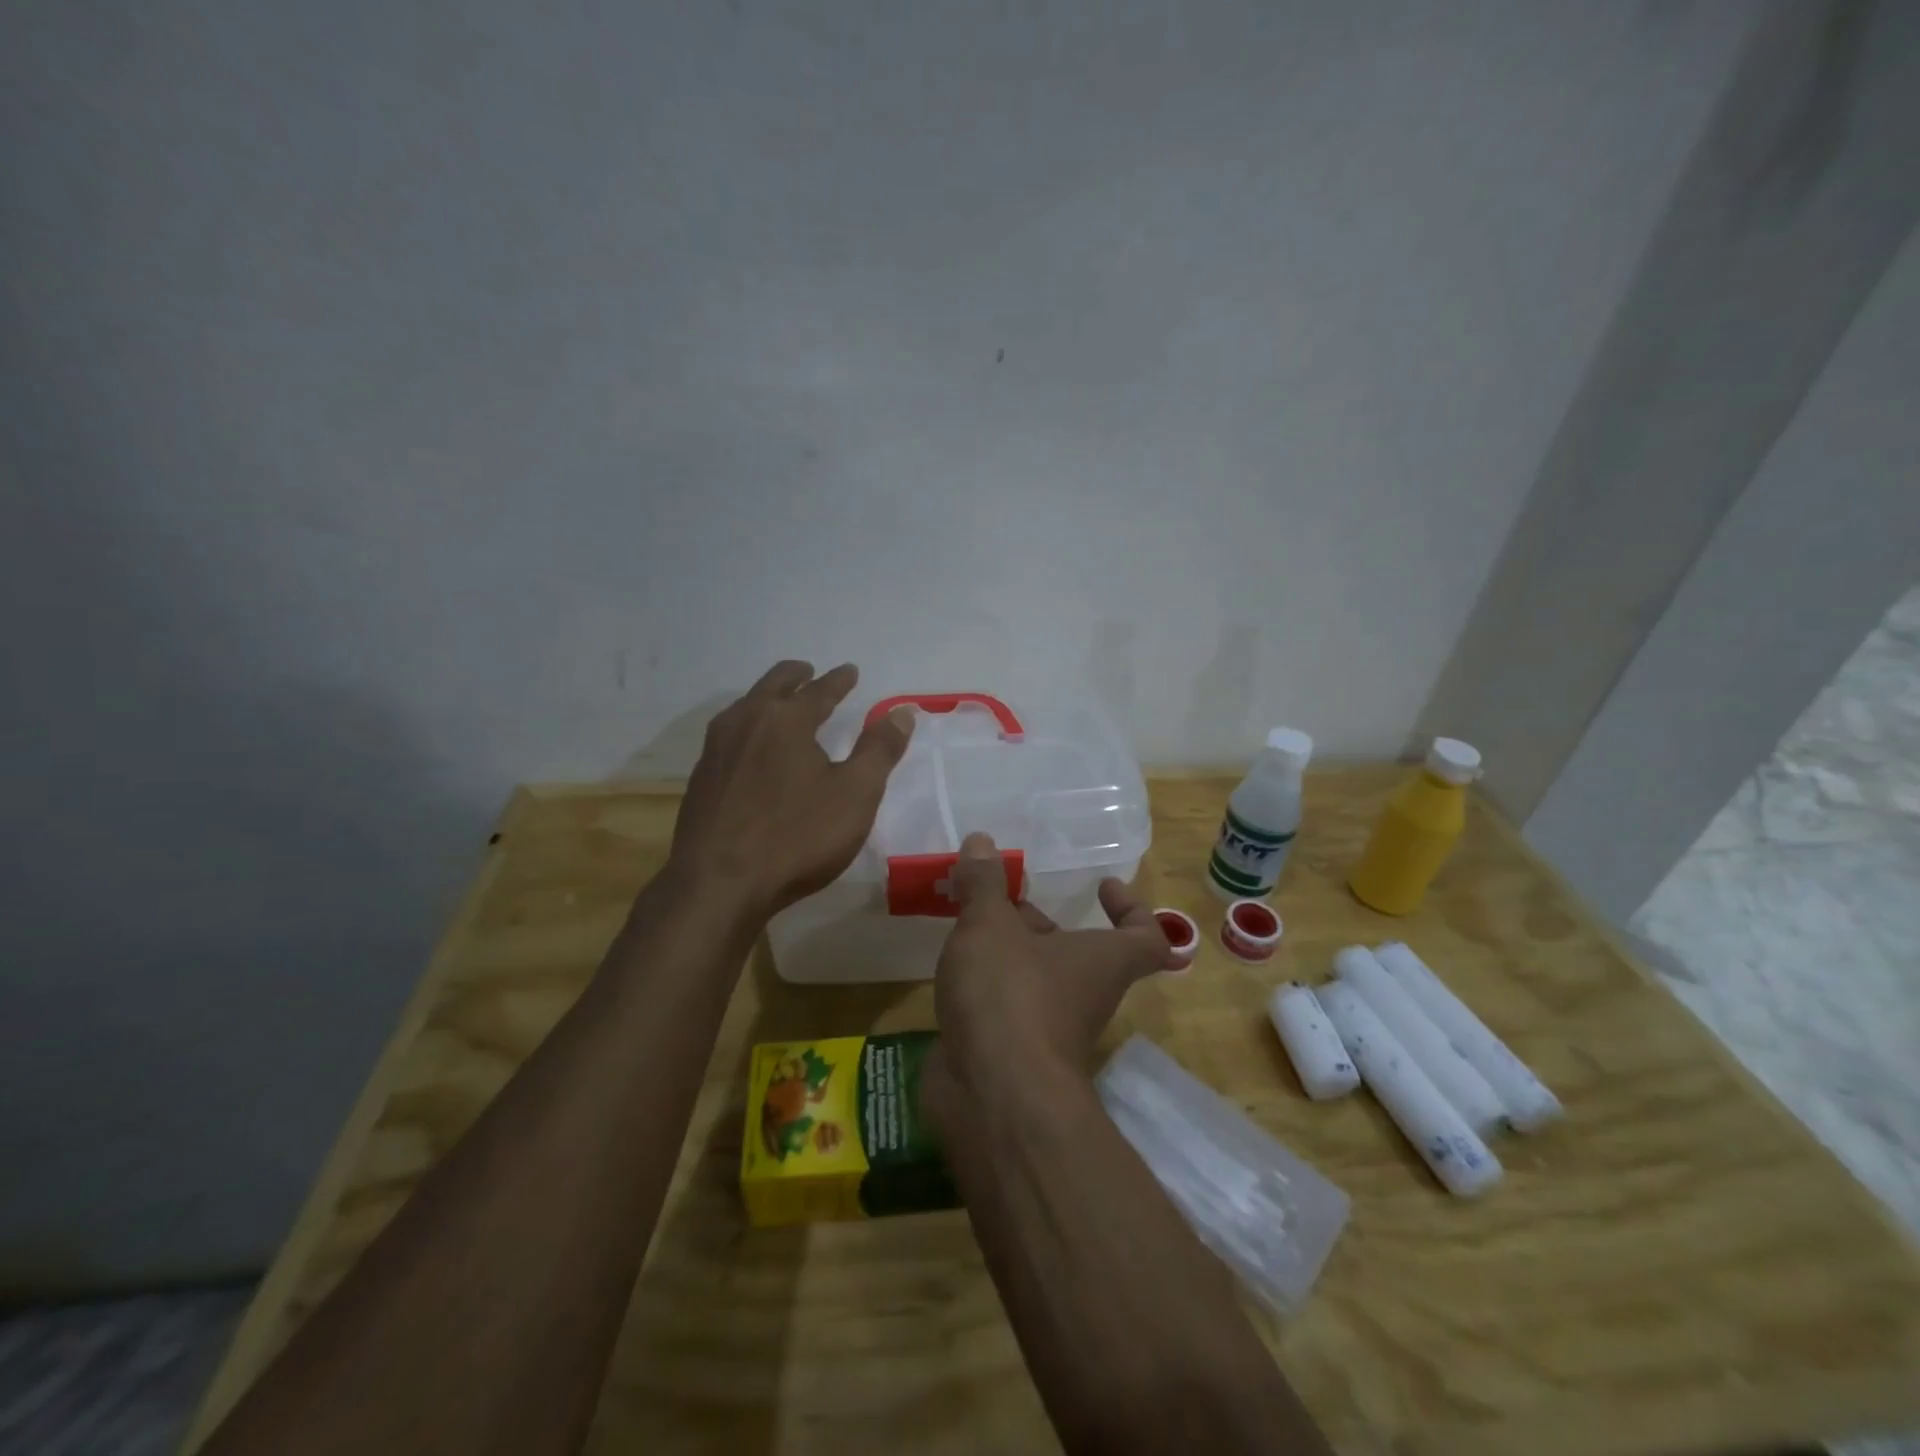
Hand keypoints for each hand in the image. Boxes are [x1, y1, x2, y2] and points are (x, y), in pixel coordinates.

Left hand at [668, 661, 914, 918]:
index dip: (839, 680)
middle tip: (809, 672)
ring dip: (767, 699)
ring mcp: (716, 749)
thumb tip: (902, 712)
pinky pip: (728, 736)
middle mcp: (746, 722)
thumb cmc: (796, 837)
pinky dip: (747, 728)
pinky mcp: (700, 778)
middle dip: (796, 676)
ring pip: (745, 708)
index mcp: (786, 720)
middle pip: (773, 685)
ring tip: (780, 705)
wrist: (718, 884)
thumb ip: (880, 750)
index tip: (850, 670)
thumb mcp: (855, 795)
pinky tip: (751, 750)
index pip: (819, 690)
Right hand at [929, 832, 1181, 1109]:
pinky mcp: (1013, 1052)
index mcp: (1101, 960)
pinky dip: (984, 986)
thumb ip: (984, 884)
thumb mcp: (990, 925)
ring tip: (965, 922)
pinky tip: (951, 966)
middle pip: (1076, 951)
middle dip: (1039, 923)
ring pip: (1035, 978)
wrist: (993, 1095)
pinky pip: (1004, 1007)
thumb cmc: (1009, 994)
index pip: (1145, 937)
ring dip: (1006, 951)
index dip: (1133, 909)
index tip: (1103, 886)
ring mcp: (1048, 1028)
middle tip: (1000, 897)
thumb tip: (981, 841)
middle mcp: (1083, 993)